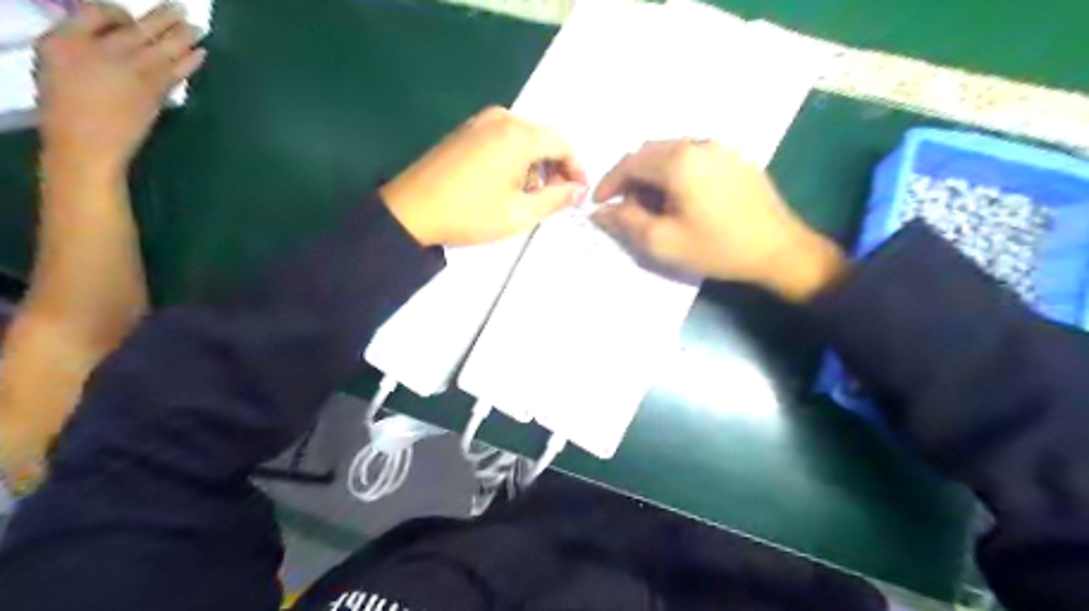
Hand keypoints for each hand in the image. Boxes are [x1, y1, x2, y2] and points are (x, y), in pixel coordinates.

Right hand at [34, 2, 205, 176]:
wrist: (87, 142)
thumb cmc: (65, 104)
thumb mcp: (55, 63)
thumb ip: (80, 41)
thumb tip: (113, 31)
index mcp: (68, 40)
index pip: (96, 11)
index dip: (119, 12)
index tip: (132, 17)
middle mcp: (104, 51)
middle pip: (139, 27)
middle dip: (164, 17)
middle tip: (182, 9)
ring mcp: (133, 73)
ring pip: (164, 48)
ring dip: (184, 35)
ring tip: (199, 27)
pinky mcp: (155, 94)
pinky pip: (176, 71)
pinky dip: (191, 60)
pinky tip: (201, 53)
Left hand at [379, 104, 585, 244]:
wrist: (410, 211)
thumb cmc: (470, 214)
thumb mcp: (520, 213)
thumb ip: (557, 199)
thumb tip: (579, 190)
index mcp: (520, 134)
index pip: (563, 144)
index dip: (577, 169)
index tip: (579, 194)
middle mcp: (503, 118)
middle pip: (544, 138)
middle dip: (555, 168)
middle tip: (555, 199)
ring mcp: (480, 121)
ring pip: (524, 139)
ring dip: (535, 165)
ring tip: (529, 196)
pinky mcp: (465, 131)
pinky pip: (503, 139)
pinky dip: (515, 159)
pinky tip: (507, 185)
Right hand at [593, 138, 844, 299]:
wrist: (780, 250)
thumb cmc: (717, 247)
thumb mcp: (663, 241)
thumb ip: (626, 222)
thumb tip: (600, 211)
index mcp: (678, 161)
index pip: (629, 162)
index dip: (608, 182)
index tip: (599, 204)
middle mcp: (698, 144)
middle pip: (650, 153)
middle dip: (632, 179)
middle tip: (629, 210)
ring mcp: (721, 148)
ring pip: (672, 153)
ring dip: (654, 176)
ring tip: (657, 208)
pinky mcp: (736, 158)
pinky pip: (694, 157)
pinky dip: (677, 173)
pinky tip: (684, 199)